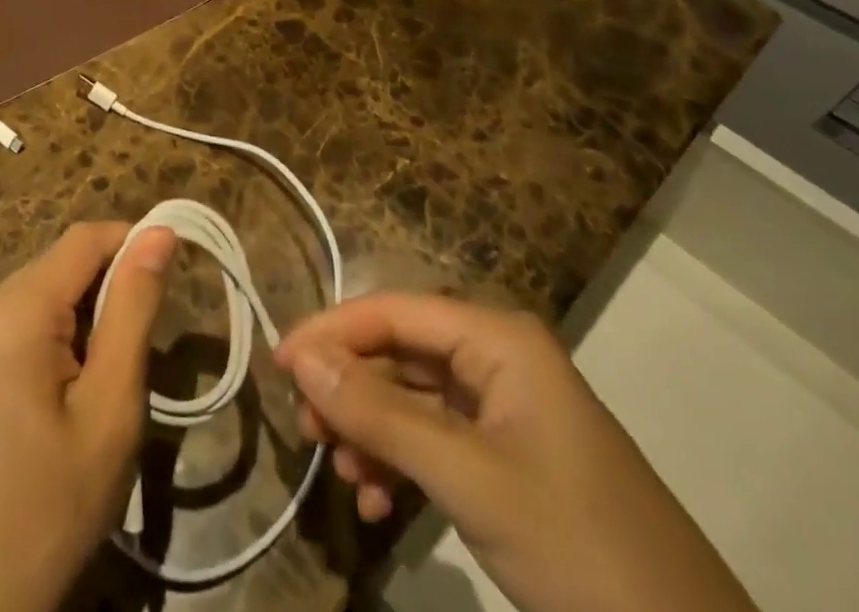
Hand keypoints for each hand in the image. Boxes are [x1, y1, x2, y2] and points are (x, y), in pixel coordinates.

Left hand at [0, 221, 177, 611]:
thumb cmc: (56, 505)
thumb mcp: (112, 406)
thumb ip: (134, 307)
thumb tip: (160, 231)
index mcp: (12, 311)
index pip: (84, 239)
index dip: (132, 244)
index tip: (171, 278)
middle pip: (62, 263)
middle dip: (107, 290)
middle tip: (133, 356)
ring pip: (45, 286)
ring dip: (83, 313)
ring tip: (100, 380)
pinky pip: (22, 312)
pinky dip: (56, 330)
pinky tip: (64, 387)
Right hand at [276, 294, 757, 611]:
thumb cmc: (579, 549)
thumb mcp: (468, 478)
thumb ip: (379, 413)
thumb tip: (299, 356)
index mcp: (497, 339)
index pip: (392, 310)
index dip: (332, 331)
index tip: (279, 366)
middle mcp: (497, 358)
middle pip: (399, 351)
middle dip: (350, 388)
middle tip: (307, 429)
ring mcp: (505, 410)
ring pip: (411, 397)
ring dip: (370, 431)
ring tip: (342, 474)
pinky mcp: (509, 459)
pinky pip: (435, 440)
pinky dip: (399, 464)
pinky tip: (377, 502)